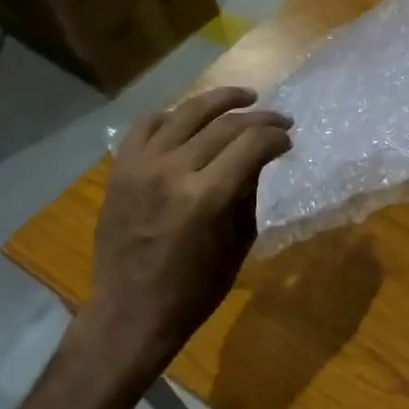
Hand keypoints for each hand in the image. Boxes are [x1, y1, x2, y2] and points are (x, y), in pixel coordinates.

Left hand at [83, 86, 291, 363]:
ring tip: (244, 97)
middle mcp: (173, 171)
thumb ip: (248, 193)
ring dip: (220, 100)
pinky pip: (146, 125)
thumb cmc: (195, 288)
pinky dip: (171, 115)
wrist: (132, 310)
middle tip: (279, 121)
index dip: (276, 136)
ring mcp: (141, 166)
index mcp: (208, 197)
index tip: (288, 140)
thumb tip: (258, 158)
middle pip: (225, 124)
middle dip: (259, 118)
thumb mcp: (238, 242)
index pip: (252, 144)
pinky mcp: (120, 169)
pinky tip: (189, 117)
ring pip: (186, 113)